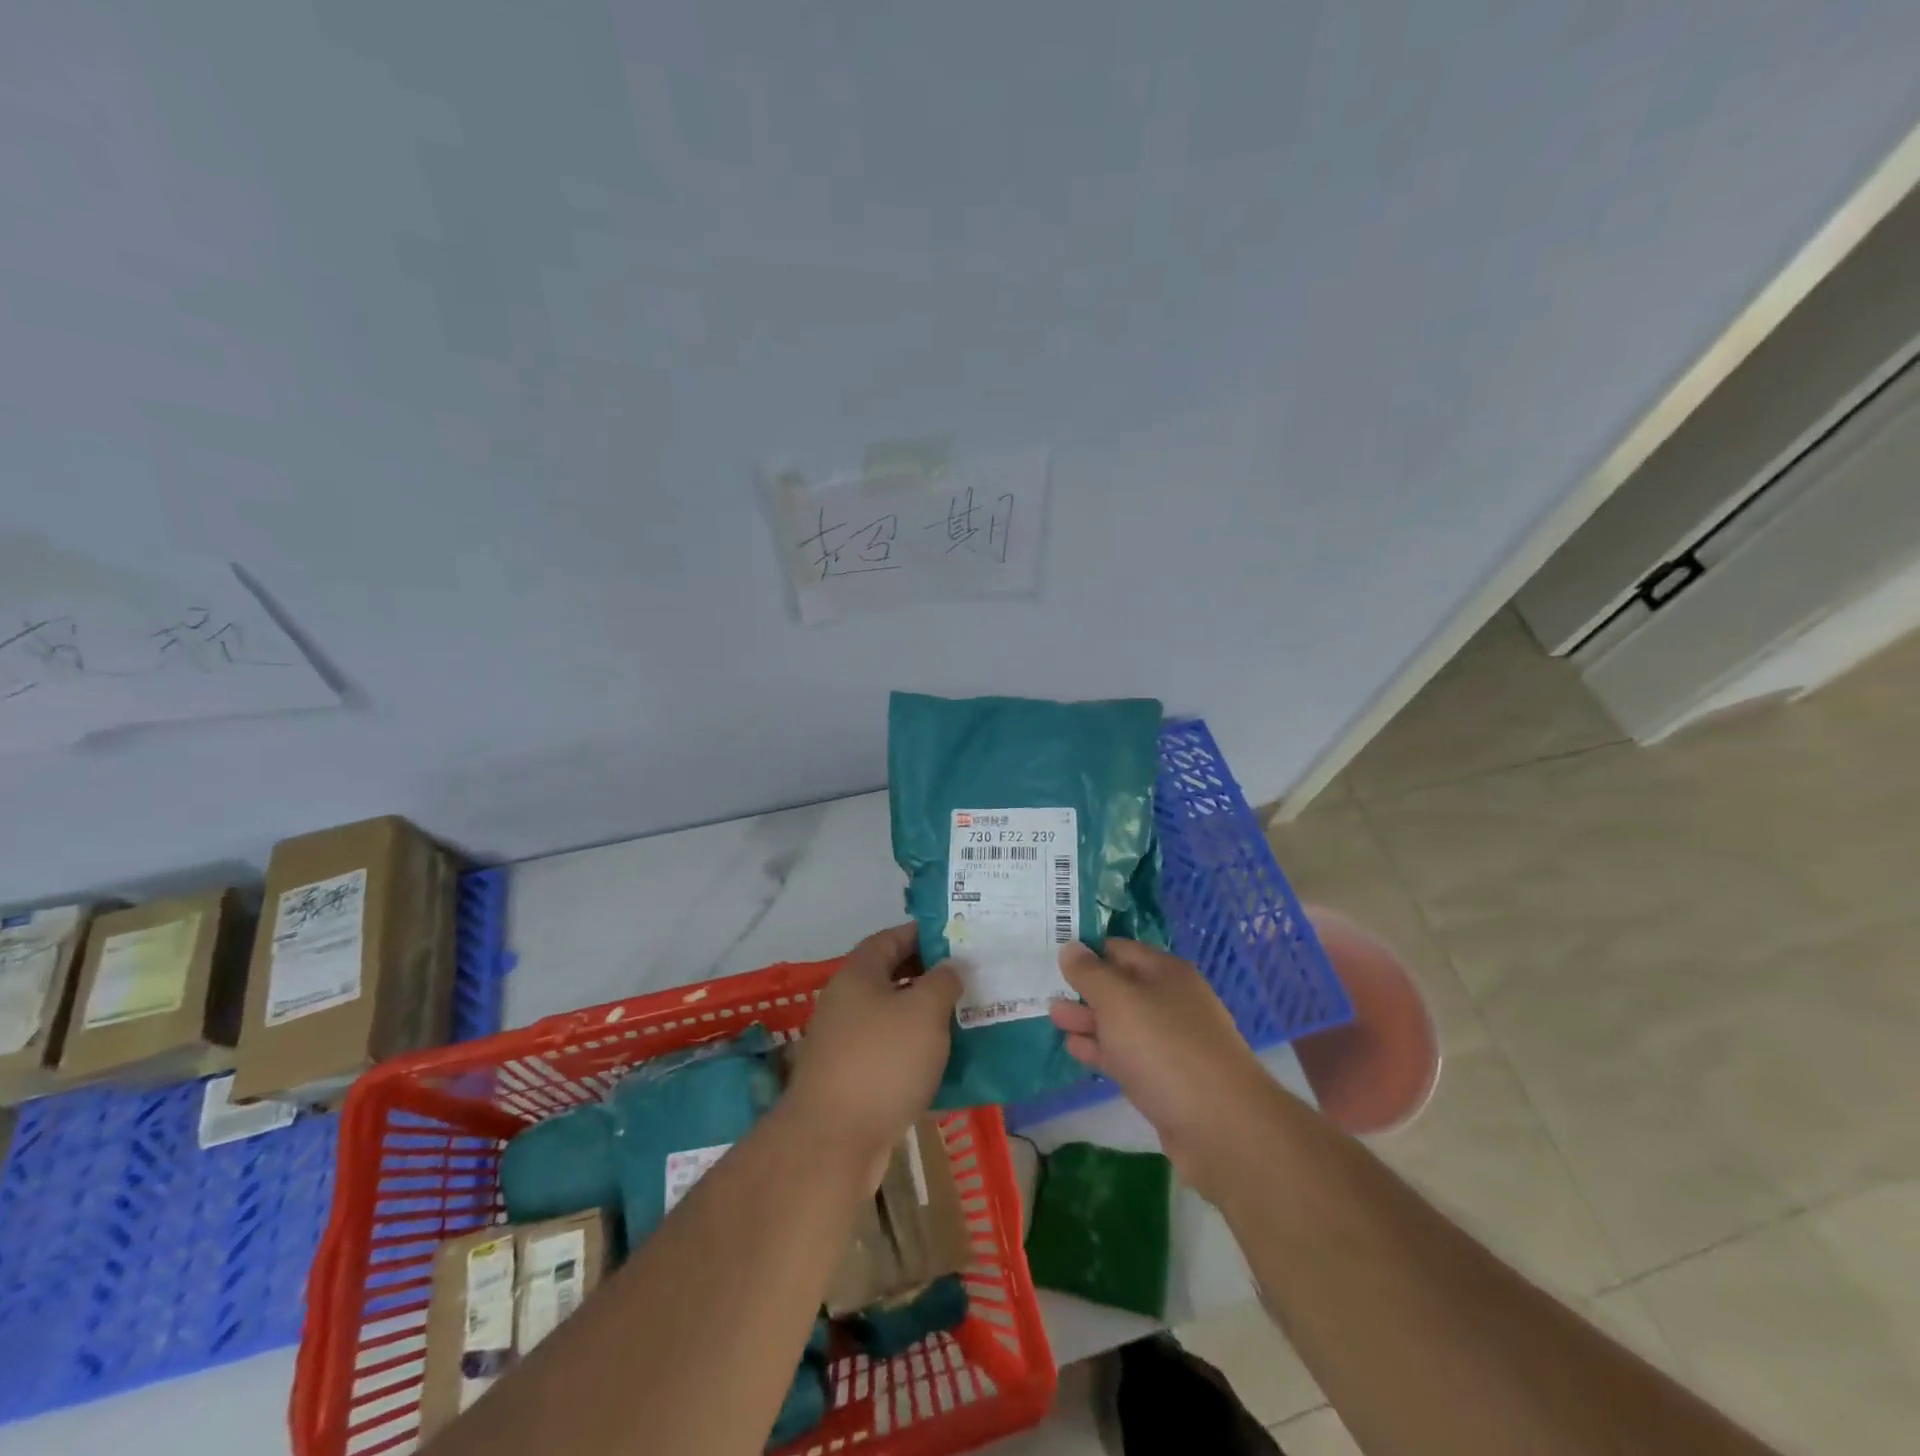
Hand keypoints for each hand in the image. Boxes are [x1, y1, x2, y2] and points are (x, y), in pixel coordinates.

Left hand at [786, 924, 959, 1186]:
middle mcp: (845, 1002)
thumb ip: (943, 981)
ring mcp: (844, 1042)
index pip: (890, 938)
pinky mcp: (849, 1079)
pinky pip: (888, 1052)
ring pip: (891, 1017)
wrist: (833, 1141)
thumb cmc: (883, 1062)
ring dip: (924, 1017)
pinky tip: (944, 1063)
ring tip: (964, 1019)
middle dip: (928, 977)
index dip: (923, 934)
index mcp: (858, 975)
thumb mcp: (924, 1011)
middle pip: (890, 977)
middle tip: (968, 980)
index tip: (956, 939)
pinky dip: (914, 1052)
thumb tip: (950, 966)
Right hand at [1050, 939, 1268, 1200]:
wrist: (1221, 1126)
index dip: (1085, 951)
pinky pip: (1127, 1055)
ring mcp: (1171, 1042)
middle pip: (1120, 986)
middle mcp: (1171, 1001)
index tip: (1052, 956)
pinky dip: (1101, 1050)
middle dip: (1083, 989)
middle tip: (1045, 990)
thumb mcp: (1118, 1000)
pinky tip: (1075, 1050)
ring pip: (1122, 1023)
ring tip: (1053, 1018)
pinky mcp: (1166, 1079)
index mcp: (1165, 972)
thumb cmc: (1165, 1048)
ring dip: (1088, 1020)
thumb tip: (1071, 947)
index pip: (1118, 948)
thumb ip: (1090, 973)